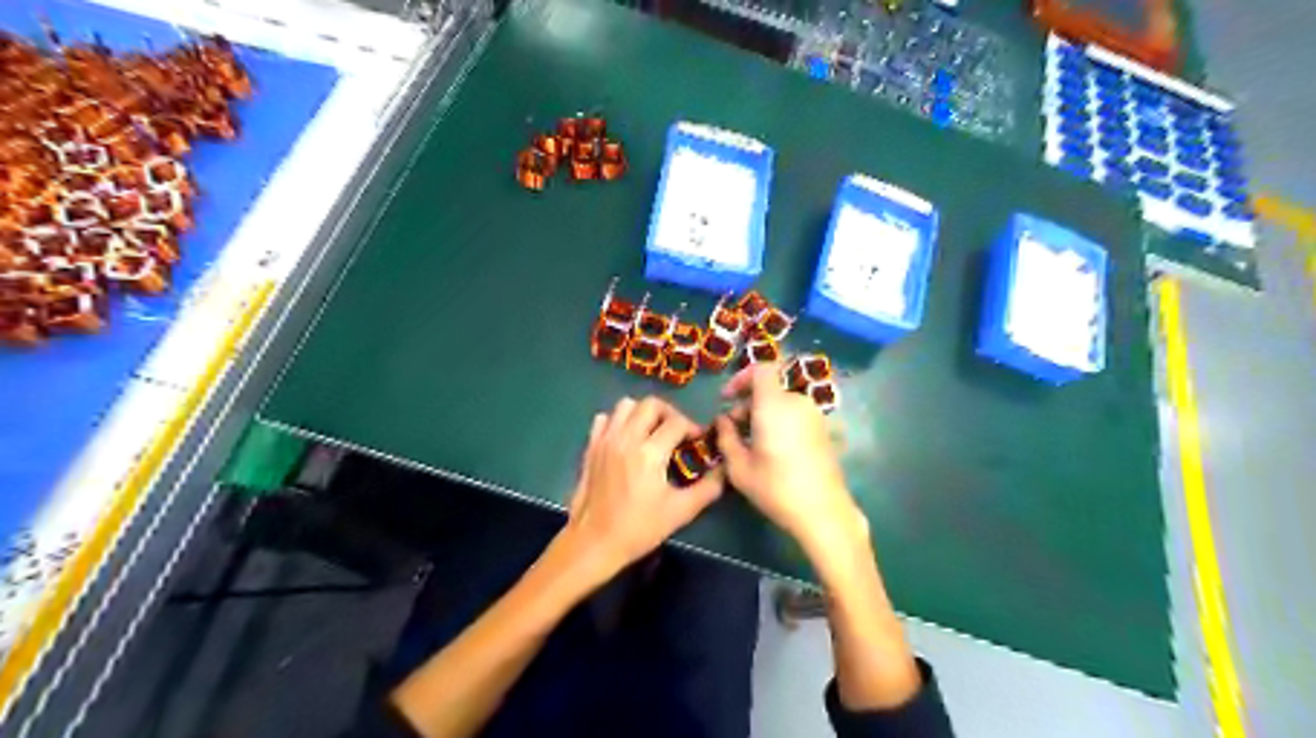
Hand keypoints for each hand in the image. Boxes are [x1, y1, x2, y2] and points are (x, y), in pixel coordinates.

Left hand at [559, 396, 725, 583]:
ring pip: (625, 405)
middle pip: (651, 404)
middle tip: (677, 433)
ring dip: (643, 413)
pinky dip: (618, 421)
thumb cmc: (639, 529)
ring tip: (652, 433)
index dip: (693, 427)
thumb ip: (708, 488)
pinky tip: (627, 439)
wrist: (594, 542)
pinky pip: (604, 418)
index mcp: (649, 453)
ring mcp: (605, 440)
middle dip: (670, 413)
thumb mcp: (680, 512)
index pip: (677, 422)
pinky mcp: (590, 447)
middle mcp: (626, 438)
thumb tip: (724, 470)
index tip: (699, 441)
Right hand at [716, 363, 870, 557]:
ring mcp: (814, 416)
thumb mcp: (739, 467)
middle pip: (769, 389)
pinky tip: (772, 450)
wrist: (823, 512)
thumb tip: (723, 421)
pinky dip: (779, 422)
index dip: (741, 377)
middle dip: (747, 403)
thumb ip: (726, 437)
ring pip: (782, 403)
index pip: (761, 369)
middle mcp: (797, 402)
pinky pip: (795, 415)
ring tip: (750, 443)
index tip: (727, 398)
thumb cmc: (775, 488)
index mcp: (775, 404)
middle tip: (732, 430)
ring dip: (763, 414)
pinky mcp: (823, 430)